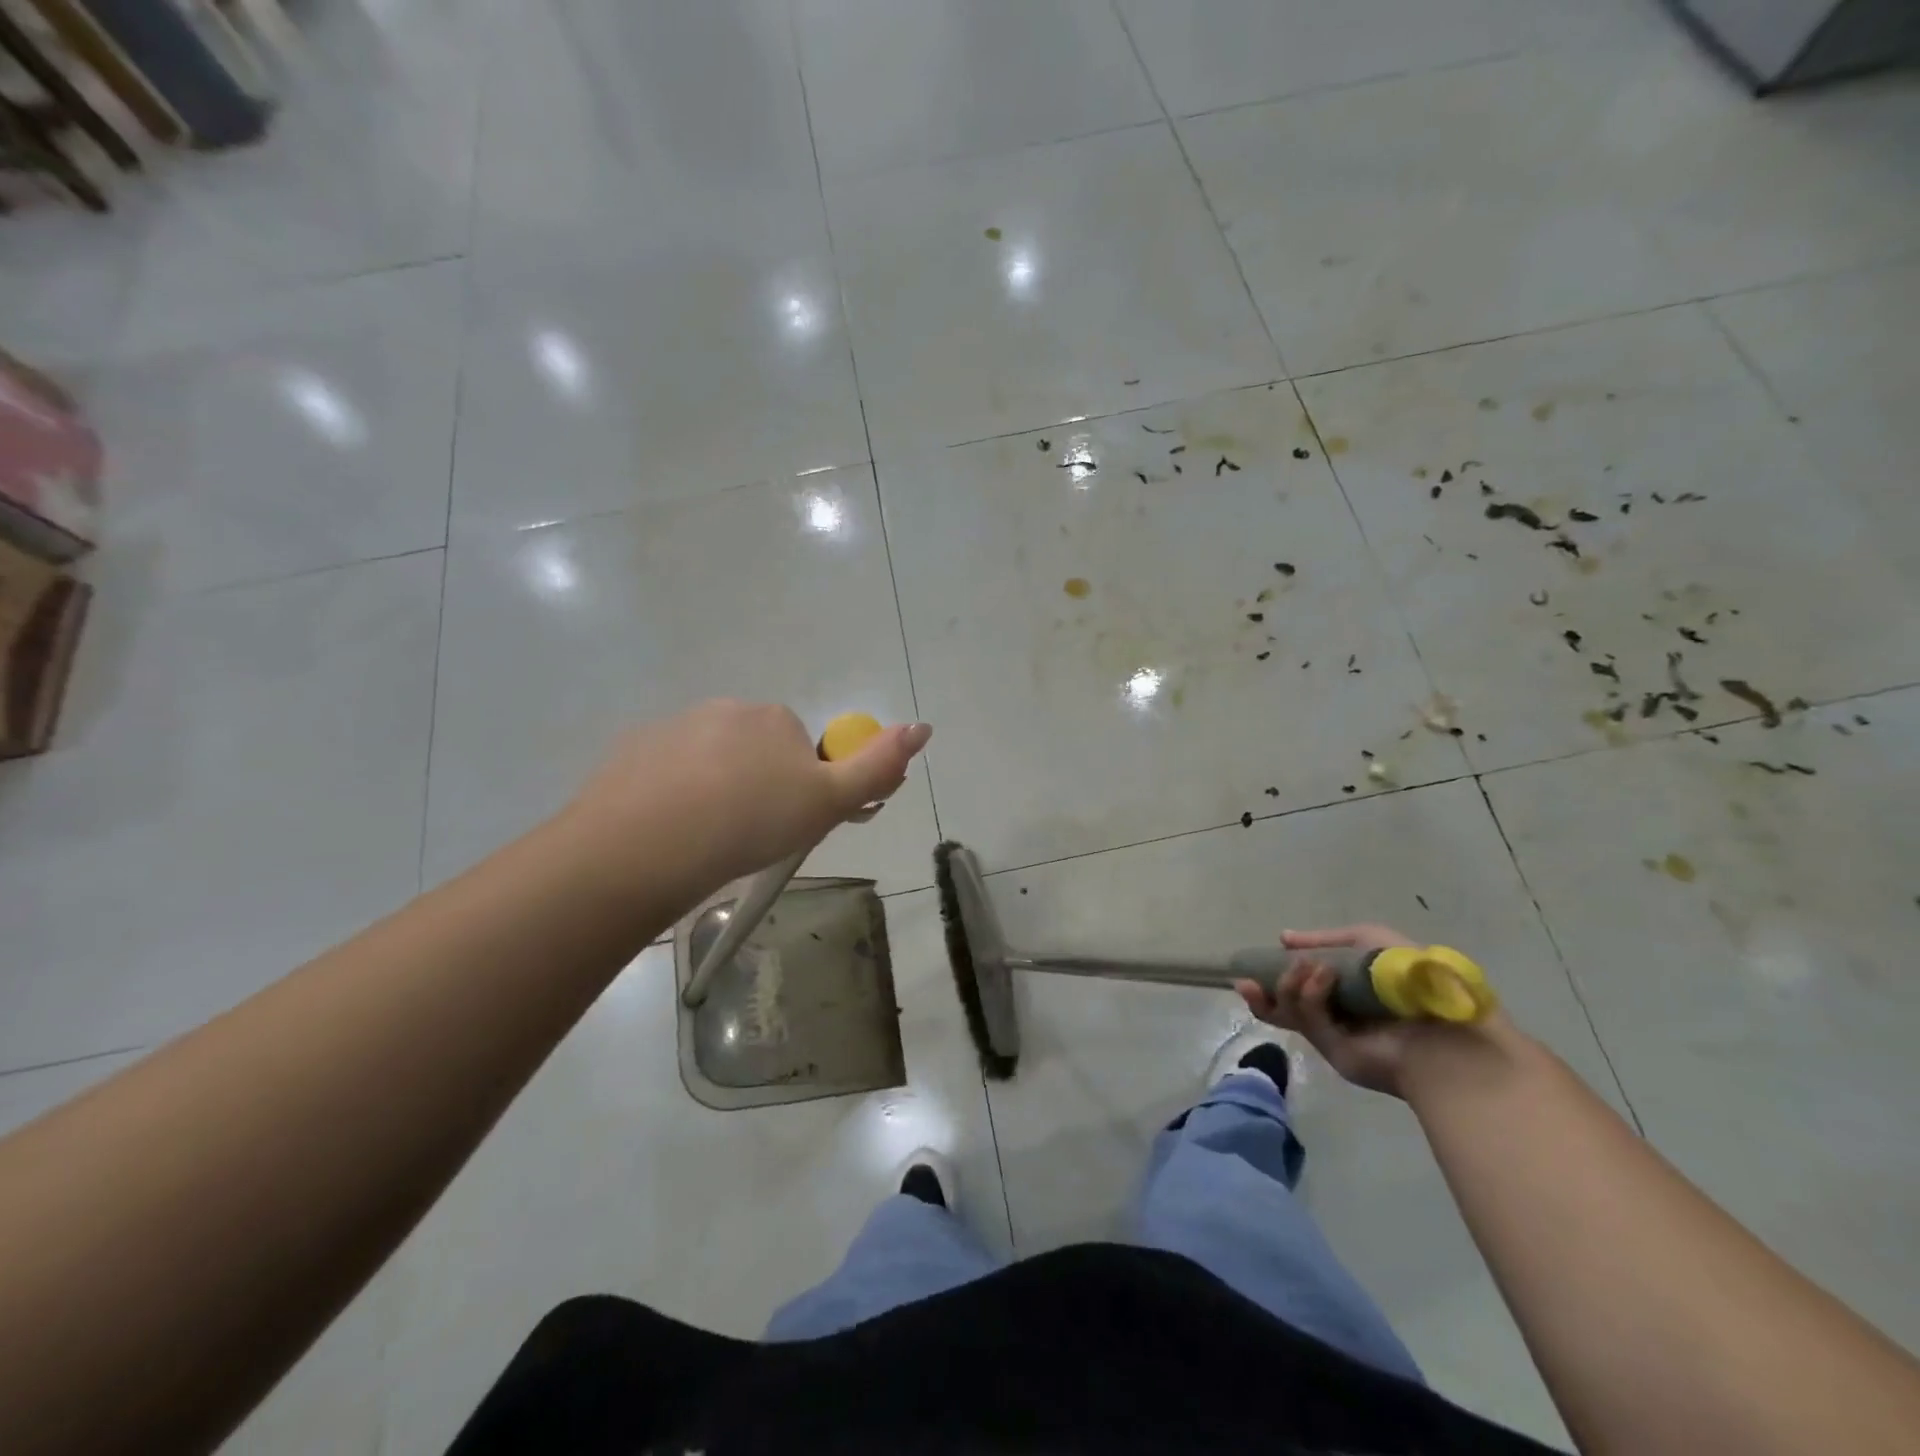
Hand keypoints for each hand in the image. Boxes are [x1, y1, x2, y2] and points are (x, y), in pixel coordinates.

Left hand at [567, 700, 931, 888]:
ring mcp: (672, 728)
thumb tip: (923, 727)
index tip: (789, 827)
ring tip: (707, 842)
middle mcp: (725, 710)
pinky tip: (669, 834)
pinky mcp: (631, 752)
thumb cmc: (750, 822)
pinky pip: (666, 773)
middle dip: (759, 787)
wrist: (644, 846)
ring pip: (709, 763)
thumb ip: (877, 766)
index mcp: (774, 718)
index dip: (802, 789)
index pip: (801, 750)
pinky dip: (673, 797)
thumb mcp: (828, 802)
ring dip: (715, 792)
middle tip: (750, 838)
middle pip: (756, 751)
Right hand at [1236, 924, 1423, 1098]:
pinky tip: (1321, 977)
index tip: (1254, 964)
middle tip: (1247, 979)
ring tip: (1305, 968)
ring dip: (1287, 985)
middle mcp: (1336, 1012)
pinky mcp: (1334, 1051)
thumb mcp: (1370, 939)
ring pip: (1288, 1011)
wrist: (1446, 1027)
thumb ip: (1325, 939)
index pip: (1300, 983)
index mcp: (1345, 989)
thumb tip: (1283, 938)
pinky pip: (1308, 1020)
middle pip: (1283, 1004)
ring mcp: (1333, 1034)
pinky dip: (1308, 995)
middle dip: (1262, 991)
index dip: (1275, 973)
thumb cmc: (1412, 977)